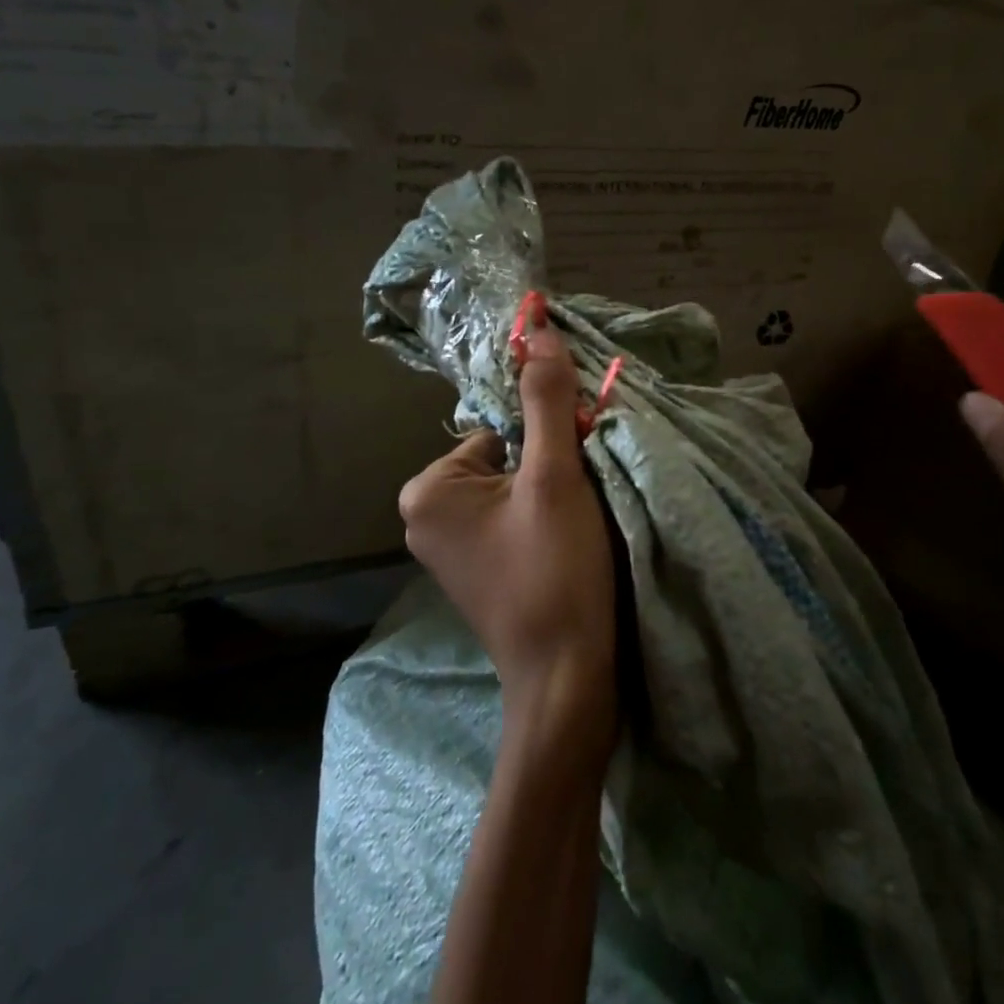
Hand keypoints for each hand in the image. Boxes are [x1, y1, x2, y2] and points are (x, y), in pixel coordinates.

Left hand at [399, 293, 618, 754]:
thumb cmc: (555, 571)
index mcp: (428, 488)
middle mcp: (424, 514)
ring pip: (513, 488)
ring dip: (552, 494)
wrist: (567, 679)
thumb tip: (537, 325)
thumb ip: (546, 399)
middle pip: (506, 457)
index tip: (576, 475)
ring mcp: (448, 547)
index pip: (501, 428)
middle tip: (579, 505)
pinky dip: (543, 522)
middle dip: (549, 469)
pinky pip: (511, 520)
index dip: (548, 443)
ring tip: (577, 530)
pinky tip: (567, 548)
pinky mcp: (475, 570)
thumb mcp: (555, 476)